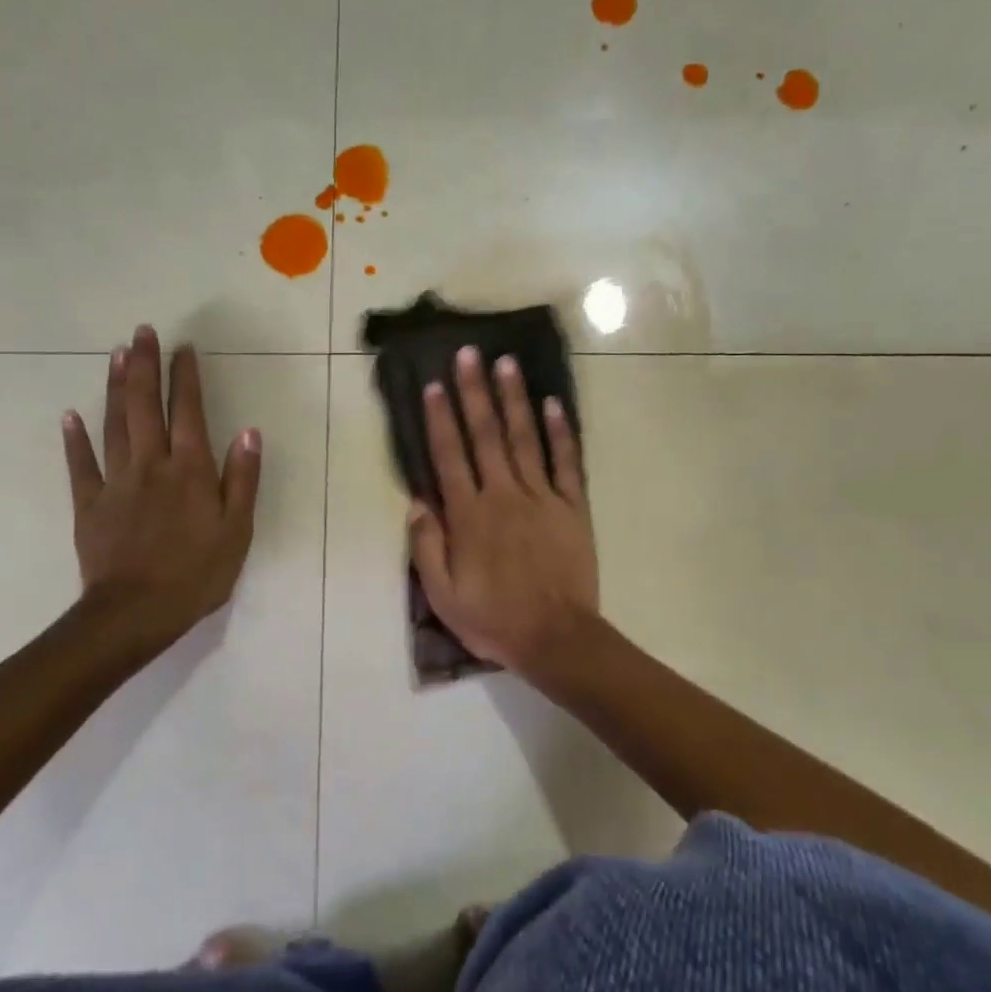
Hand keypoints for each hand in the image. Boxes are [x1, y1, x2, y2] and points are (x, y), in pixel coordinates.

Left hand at [61, 326, 261, 652]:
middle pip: (146, 406)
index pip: (189, 411)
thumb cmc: (197, 574)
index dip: (186, 377)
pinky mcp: (89, 504)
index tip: (183, 347)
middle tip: (141, 332)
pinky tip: (70, 415)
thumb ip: (243, 479)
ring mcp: (116, 482)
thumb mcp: (237, 530)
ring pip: (115, 424)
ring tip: (116, 355)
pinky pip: (81, 464)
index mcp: (191, 470)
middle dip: (145, 366)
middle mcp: (152, 464)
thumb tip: (249, 431)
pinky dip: (75, 438)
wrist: (137, 612)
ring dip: (116, 388)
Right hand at [407, 345, 598, 673]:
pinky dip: (560, 433)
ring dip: (514, 399)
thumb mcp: (443, 594)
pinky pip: (566, 464)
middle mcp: (503, 495)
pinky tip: (553, 404)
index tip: (433, 385)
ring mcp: (541, 498)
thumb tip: (418, 501)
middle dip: (474, 392)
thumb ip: (427, 546)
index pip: (450, 457)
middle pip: (485, 435)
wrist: (556, 637)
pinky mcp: (572, 508)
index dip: (440, 419)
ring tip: (506, 363)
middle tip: (468, 354)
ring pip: (524, 439)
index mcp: (469, 516)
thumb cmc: (493, 619)